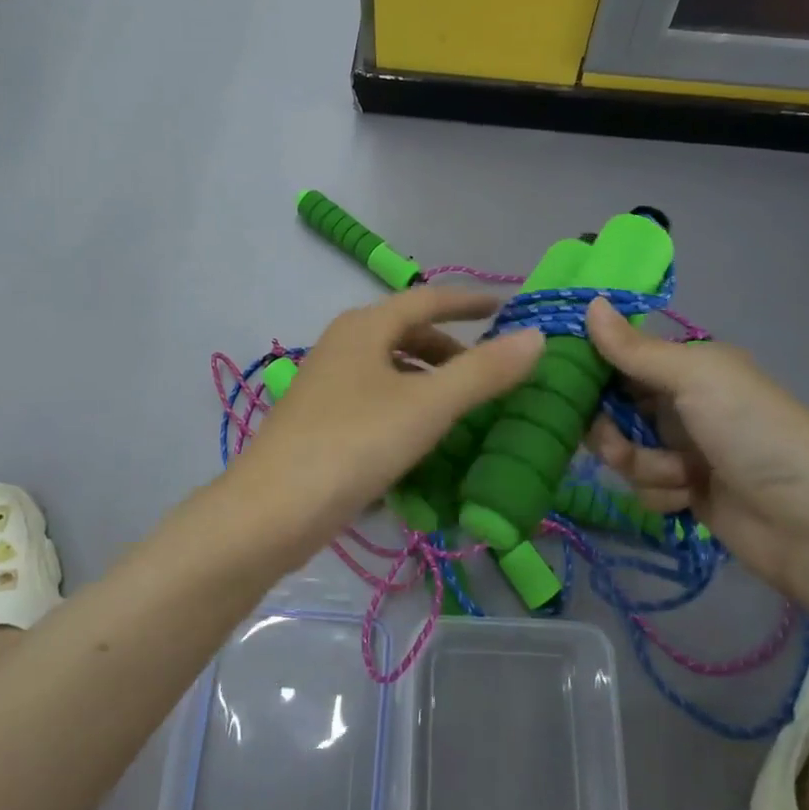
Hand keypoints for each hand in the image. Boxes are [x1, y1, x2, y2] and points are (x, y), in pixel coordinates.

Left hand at [235, 287, 543, 550]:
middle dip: (449, 347)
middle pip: (406, 333)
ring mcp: (327, 384)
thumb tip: (536, 337)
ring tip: (462, 408)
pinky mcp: (321, 422)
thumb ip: (483, 371)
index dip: (467, 301)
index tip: (503, 306)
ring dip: (428, 380)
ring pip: (390, 369)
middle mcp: (343, 345)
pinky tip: (422, 440)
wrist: (272, 510)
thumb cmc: (354, 444)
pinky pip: (376, 400)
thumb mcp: (427, 406)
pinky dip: (407, 407)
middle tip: (488, 371)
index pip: (426, 299)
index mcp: (365, 327)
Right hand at [583, 297, 808, 596]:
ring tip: (677, 475)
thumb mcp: (695, 378)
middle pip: (613, 408)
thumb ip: (636, 349)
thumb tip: (589, 303)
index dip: (590, 368)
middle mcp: (680, 402)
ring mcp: (682, 449)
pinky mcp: (683, 491)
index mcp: (687, 366)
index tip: (561, 383)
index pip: (620, 357)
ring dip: (642, 465)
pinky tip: (689, 498)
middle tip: (617, 442)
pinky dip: (661, 493)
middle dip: (611, 428)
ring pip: (624, 451)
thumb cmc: (752, 431)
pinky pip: (643, 487)